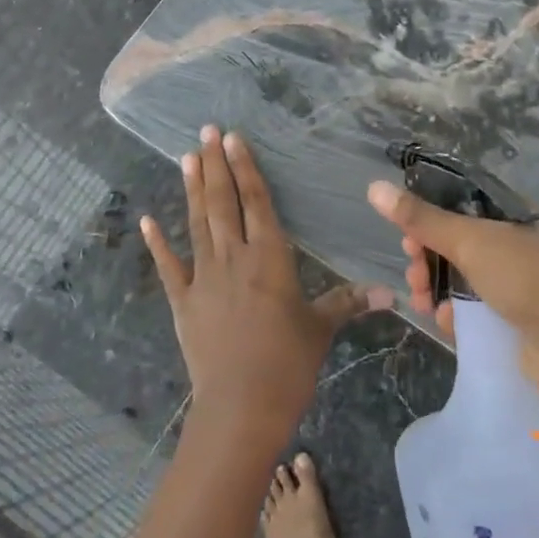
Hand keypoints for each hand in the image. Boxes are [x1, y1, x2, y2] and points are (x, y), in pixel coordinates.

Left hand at [143, 127, 389, 442]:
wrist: (242, 406)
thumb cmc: (288, 364)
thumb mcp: (321, 329)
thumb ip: (349, 303)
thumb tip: (390, 293)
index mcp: (270, 258)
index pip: (257, 202)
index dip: (246, 168)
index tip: (233, 139)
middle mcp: (234, 258)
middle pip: (223, 203)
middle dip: (216, 164)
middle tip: (207, 131)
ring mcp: (204, 277)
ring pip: (197, 224)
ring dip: (193, 189)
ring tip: (187, 157)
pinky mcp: (183, 301)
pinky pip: (169, 266)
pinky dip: (158, 243)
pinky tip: (148, 220)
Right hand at [366, 179, 538, 420]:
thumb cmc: (528, 279)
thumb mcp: (471, 241)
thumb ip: (421, 218)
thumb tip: (373, 186)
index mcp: (507, 219)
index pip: (455, 209)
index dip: (426, 220)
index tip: (406, 237)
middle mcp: (509, 248)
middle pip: (452, 246)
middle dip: (425, 259)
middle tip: (413, 273)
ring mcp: (511, 286)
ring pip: (456, 281)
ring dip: (432, 289)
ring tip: (423, 303)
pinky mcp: (510, 322)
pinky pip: (470, 313)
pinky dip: (454, 316)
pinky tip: (447, 324)